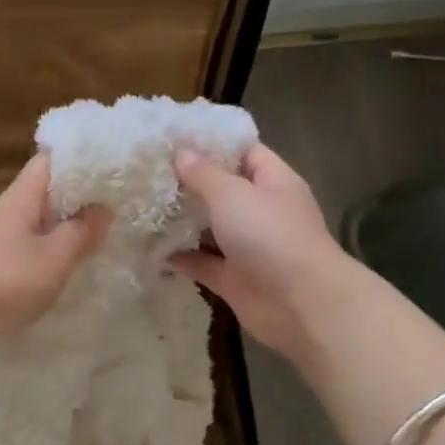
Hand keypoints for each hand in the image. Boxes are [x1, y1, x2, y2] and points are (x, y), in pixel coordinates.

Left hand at [0, 153, 109, 366]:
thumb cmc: (5, 280)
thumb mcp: (54, 257)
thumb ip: (81, 232)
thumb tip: (103, 208)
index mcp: (21, 198)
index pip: (49, 161)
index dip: (78, 159)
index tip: (110, 166)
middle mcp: (7, 212)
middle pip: (44, 193)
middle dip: (77, 197)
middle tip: (117, 205)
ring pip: (36, 224)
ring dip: (63, 229)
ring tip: (99, 238)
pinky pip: (27, 251)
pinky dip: (48, 255)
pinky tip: (66, 270)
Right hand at [170, 143, 354, 361]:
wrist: (301, 305)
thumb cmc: (269, 235)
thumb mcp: (232, 194)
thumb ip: (204, 174)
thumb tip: (182, 153)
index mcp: (273, 182)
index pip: (245, 152)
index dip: (214, 144)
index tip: (176, 139)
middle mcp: (262, 212)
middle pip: (224, 190)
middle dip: (190, 183)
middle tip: (150, 172)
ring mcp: (249, 247)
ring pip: (211, 228)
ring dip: (182, 221)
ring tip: (143, 206)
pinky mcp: (235, 279)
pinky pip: (203, 263)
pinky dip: (181, 258)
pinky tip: (151, 249)